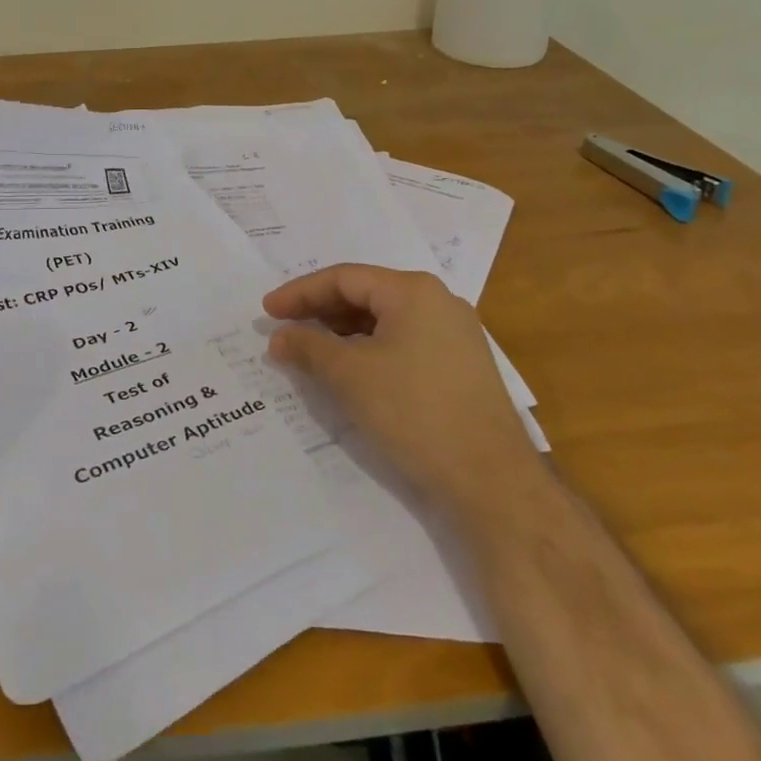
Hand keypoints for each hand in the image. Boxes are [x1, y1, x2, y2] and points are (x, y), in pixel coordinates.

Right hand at [264, 265, 537, 508]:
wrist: (492, 482)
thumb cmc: (414, 413)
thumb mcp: (350, 376)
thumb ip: (308, 348)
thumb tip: (279, 338)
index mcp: (413, 291)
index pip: (344, 278)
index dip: (300, 293)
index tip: (267, 311)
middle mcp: (438, 302)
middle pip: (366, 295)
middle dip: (320, 311)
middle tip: (285, 328)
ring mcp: (455, 334)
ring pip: (385, 320)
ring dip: (343, 332)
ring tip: (311, 350)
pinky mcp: (461, 366)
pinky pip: (404, 342)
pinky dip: (370, 350)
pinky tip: (350, 370)